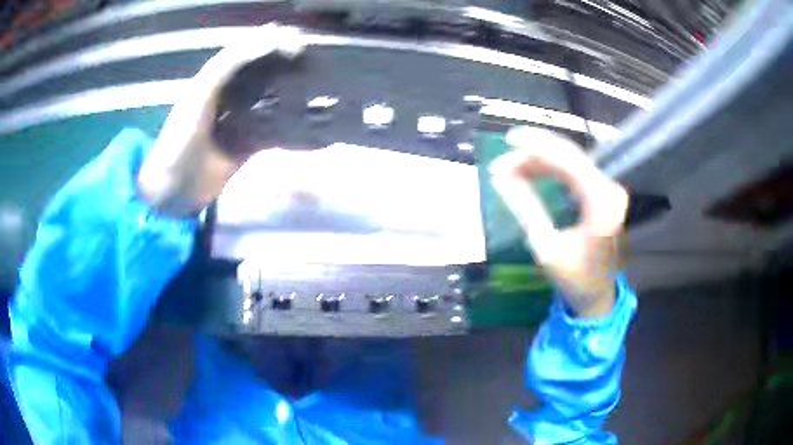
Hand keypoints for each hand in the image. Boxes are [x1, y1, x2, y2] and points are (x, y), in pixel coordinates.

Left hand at [137, 23, 304, 216]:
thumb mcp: (200, 94)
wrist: (175, 189)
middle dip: (285, 63)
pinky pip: (272, 128)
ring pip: (270, 98)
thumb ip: (228, 65)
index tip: (298, 40)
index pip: (248, 52)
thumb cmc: (180, 139)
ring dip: (289, 89)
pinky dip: (288, 121)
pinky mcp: (249, 145)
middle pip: (262, 72)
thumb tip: (270, 39)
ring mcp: (241, 120)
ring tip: (315, 81)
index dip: (271, 42)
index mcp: (216, 80)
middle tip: (312, 60)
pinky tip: (305, 116)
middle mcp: (230, 96)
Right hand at [490, 127, 628, 317]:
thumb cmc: (574, 278)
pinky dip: (552, 170)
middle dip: (535, 153)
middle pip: (570, 156)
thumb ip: (525, 207)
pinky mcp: (604, 194)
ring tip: (512, 167)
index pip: (568, 161)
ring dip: (541, 161)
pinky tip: (532, 172)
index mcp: (602, 203)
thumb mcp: (545, 247)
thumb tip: (500, 176)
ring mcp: (609, 190)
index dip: (537, 146)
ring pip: (571, 162)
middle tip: (504, 159)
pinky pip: (575, 172)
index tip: (509, 139)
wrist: (598, 296)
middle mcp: (610, 190)